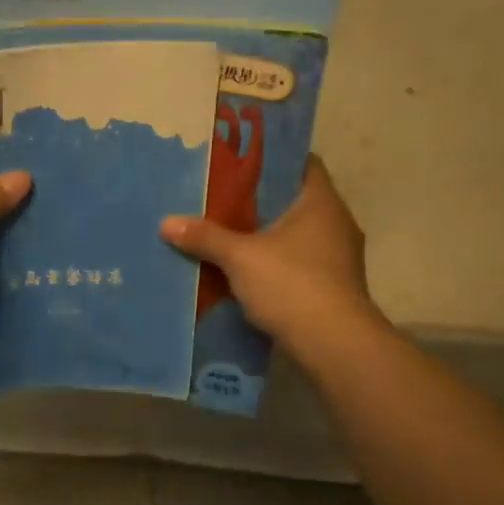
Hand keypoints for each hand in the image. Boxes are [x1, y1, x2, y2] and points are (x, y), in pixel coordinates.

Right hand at [161, 157, 382, 361]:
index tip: (238, 161)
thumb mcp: (240, 257)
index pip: (302, 163)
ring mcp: (337, 258)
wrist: (334, 345)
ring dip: (265, 235)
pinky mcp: (331, 287)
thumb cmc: (292, 284)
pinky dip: (273, 262)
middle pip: (293, 200)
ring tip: (226, 232)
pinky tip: (244, 270)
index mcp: (321, 202)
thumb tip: (166, 222)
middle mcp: (335, 223)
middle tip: (220, 196)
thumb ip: (205, 237)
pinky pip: (296, 262)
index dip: (271, 159)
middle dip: (259, 200)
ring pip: (295, 234)